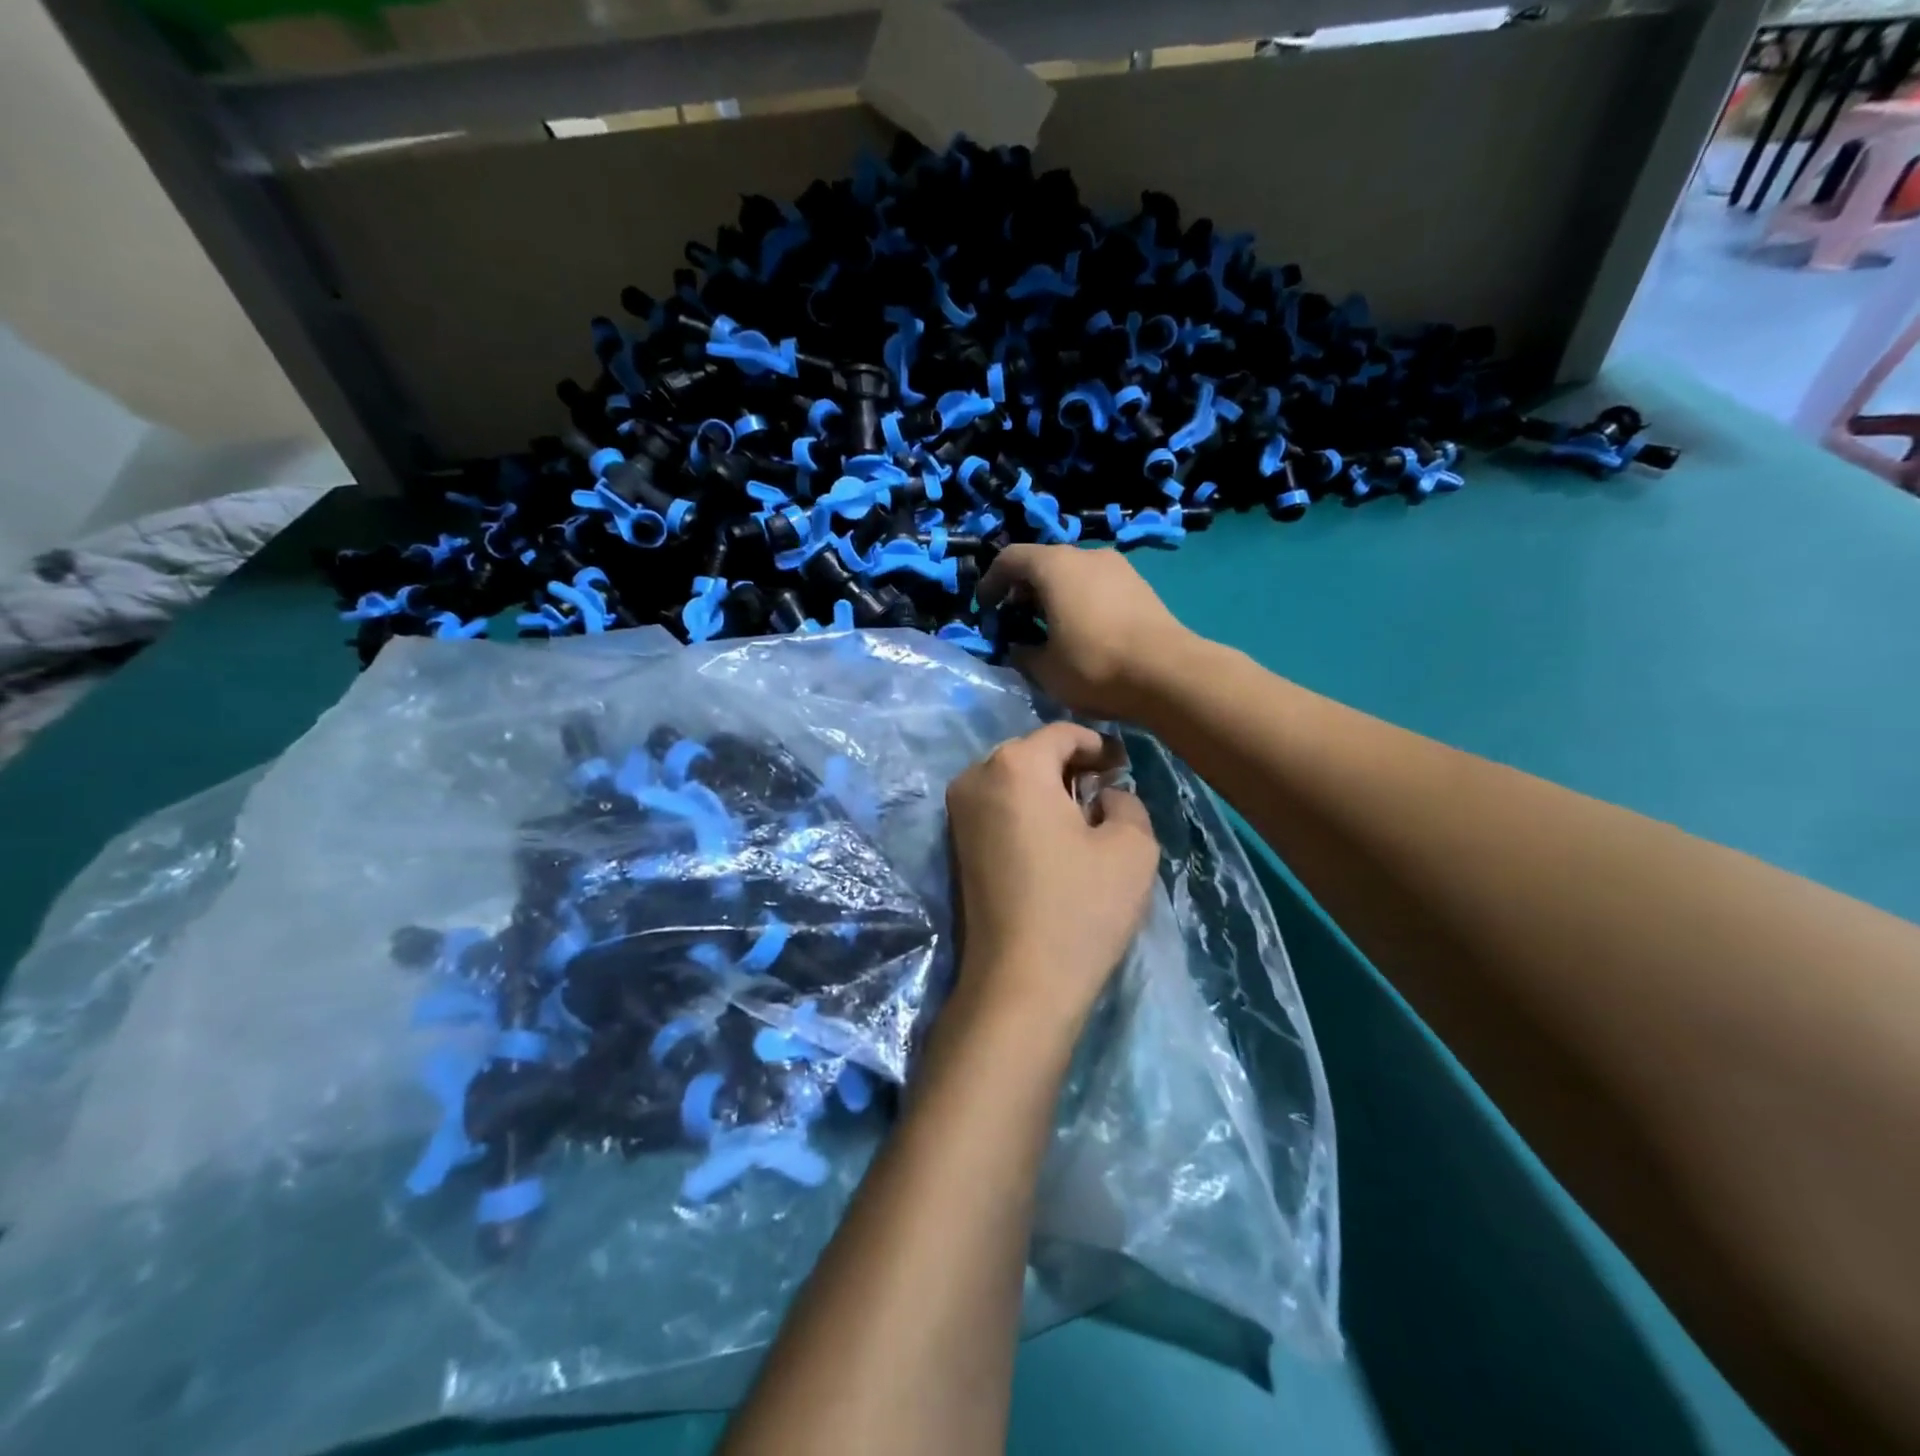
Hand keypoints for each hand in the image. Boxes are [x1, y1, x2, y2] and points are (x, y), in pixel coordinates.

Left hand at [945, 722, 1160, 1038]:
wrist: (1020, 981)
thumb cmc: (1081, 907)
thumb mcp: (1133, 846)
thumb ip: (1127, 800)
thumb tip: (1104, 795)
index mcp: (1015, 765)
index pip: (1063, 734)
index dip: (1100, 745)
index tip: (1123, 768)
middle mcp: (975, 776)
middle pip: (1032, 753)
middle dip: (1069, 766)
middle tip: (1104, 793)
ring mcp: (957, 812)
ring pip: (1011, 780)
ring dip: (1046, 789)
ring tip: (1080, 819)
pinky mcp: (954, 843)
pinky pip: (996, 806)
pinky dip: (1024, 810)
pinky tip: (1050, 841)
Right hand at [977, 546, 1196, 720]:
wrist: (1169, 674)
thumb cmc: (1095, 666)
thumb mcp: (1045, 669)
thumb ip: (1022, 653)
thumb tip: (1019, 647)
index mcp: (1054, 566)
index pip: (1010, 559)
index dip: (990, 582)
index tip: (985, 609)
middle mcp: (1086, 555)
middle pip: (1043, 563)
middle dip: (1023, 590)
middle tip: (1015, 621)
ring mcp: (1118, 567)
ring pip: (1073, 573)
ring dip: (1054, 595)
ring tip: (1049, 629)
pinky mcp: (1139, 585)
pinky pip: (1097, 584)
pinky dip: (1079, 600)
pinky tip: (1083, 632)